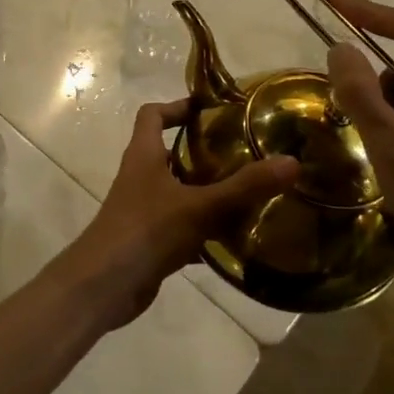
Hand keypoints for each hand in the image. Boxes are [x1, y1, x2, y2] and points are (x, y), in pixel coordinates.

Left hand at [49, 100, 298, 329]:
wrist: (102, 287)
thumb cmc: (145, 231)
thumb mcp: (200, 206)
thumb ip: (245, 187)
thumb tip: (291, 162)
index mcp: (143, 155)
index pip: (152, 115)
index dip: (176, 106)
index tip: (210, 110)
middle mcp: (140, 177)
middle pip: (169, 152)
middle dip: (203, 151)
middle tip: (244, 152)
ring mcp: (143, 210)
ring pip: (179, 191)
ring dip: (207, 191)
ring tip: (248, 192)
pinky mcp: (149, 241)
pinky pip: (181, 226)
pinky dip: (204, 230)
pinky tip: (234, 239)